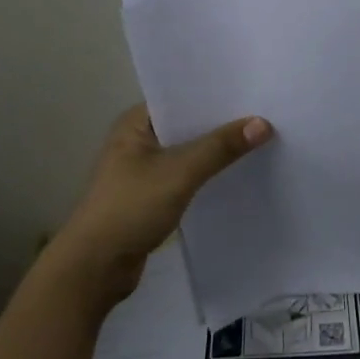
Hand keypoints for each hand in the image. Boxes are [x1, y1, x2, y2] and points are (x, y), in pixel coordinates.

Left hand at [50, 104, 271, 310]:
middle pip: (187, 124)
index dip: (214, 93)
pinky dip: (207, 174)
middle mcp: (137, 140)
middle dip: (220, 123)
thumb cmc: (130, 208)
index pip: (180, 97)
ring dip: (215, 151)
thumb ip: (220, 147)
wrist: (95, 269)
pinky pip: (186, 176)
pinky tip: (237, 174)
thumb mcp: (179, 172)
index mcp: (135, 122)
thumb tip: (263, 123)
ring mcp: (143, 170)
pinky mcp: (151, 197)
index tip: (251, 89)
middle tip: (265, 113)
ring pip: (188, 152)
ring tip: (259, 140)